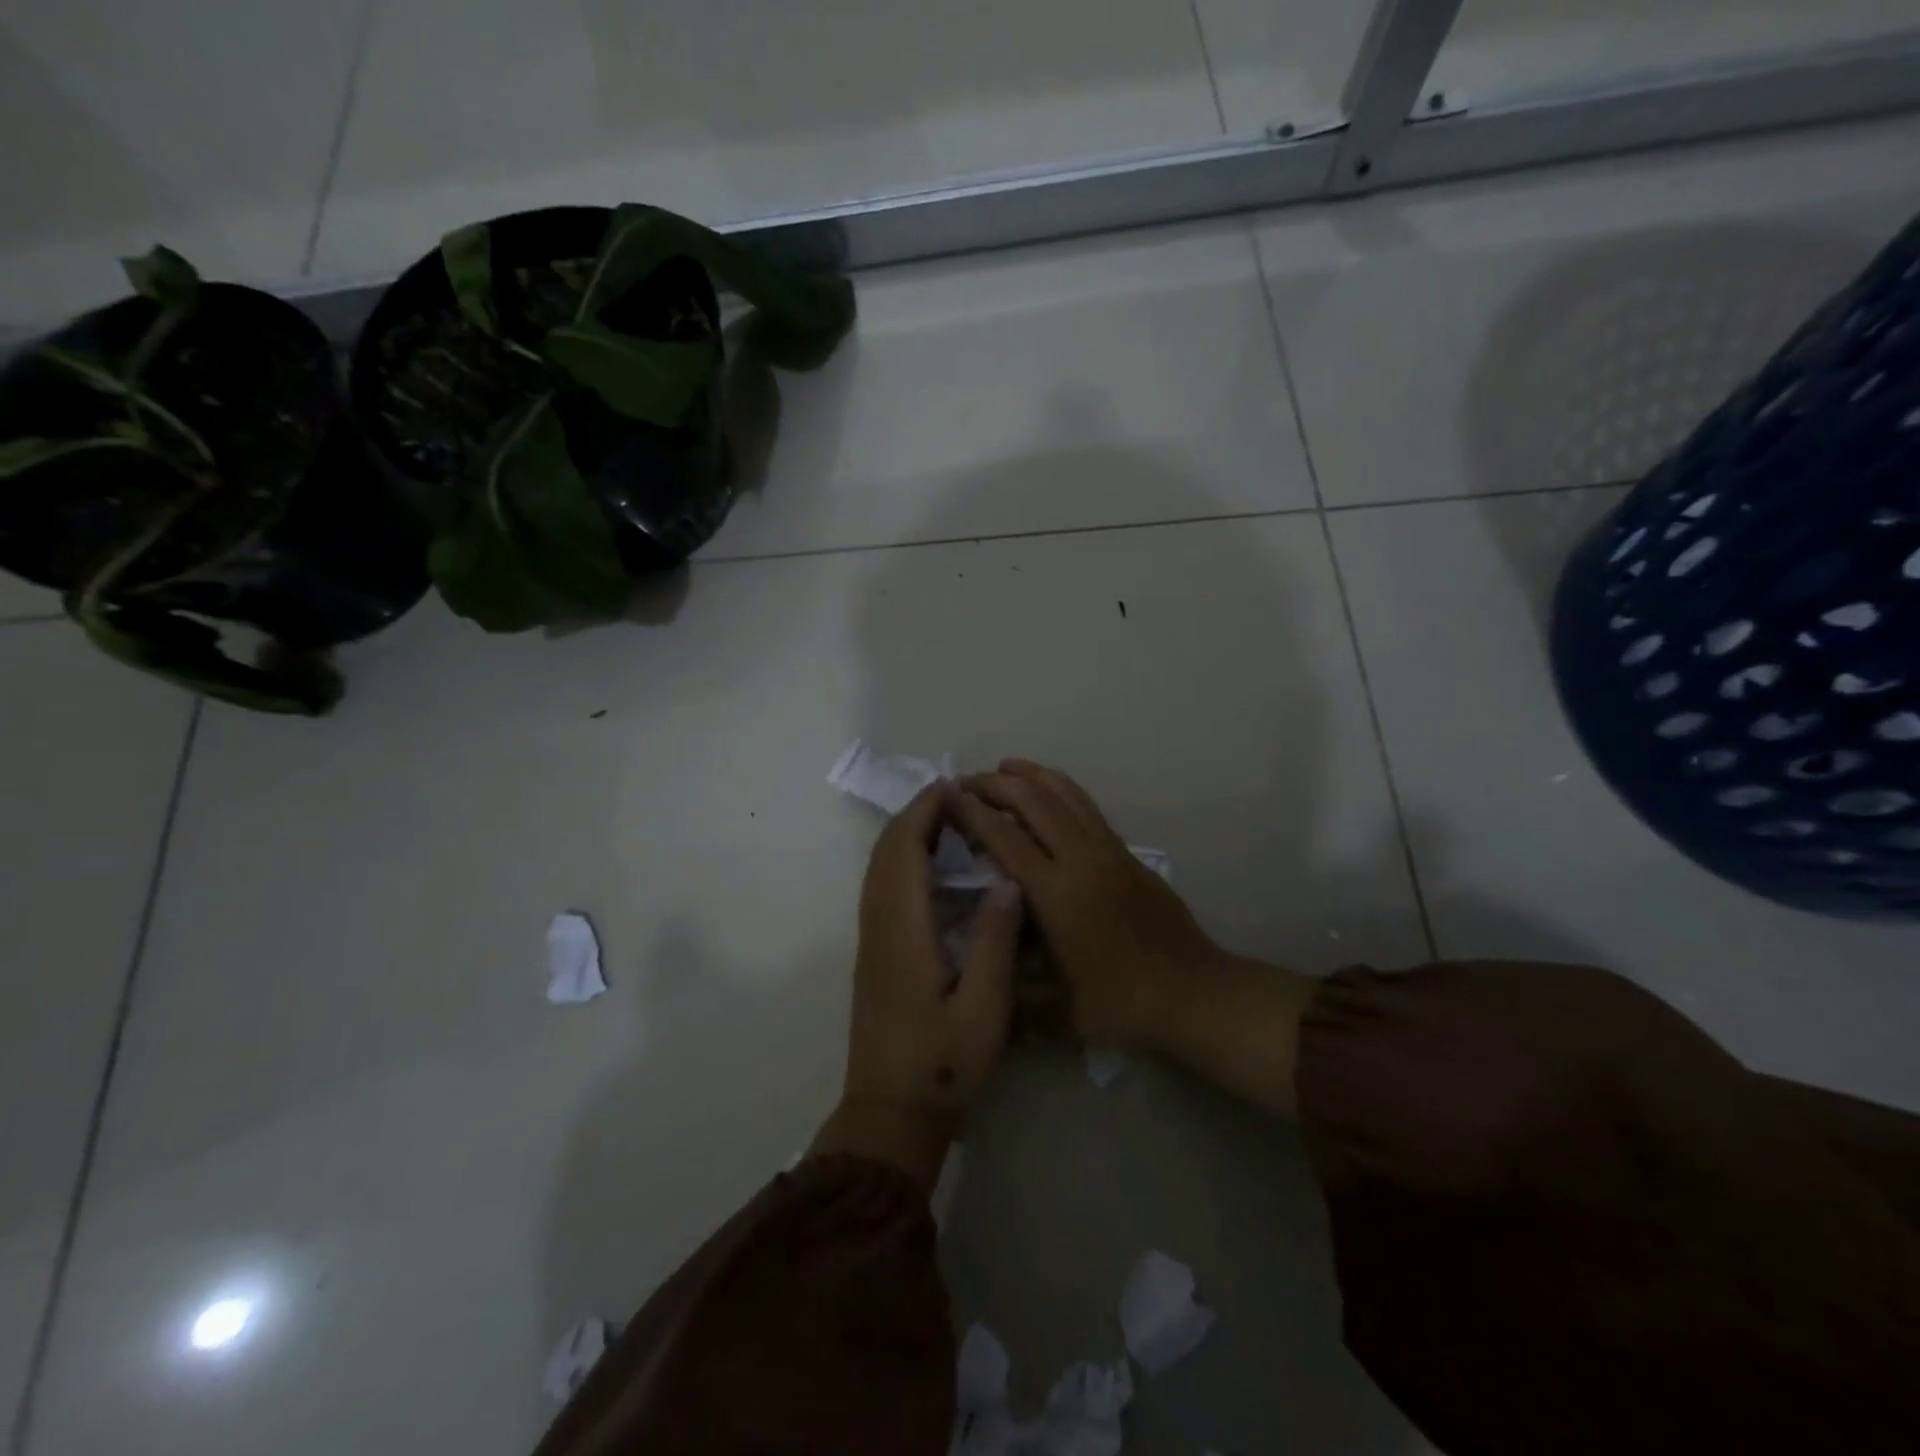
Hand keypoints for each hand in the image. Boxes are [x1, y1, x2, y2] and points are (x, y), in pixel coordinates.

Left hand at [811, 782, 1023, 1190]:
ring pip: (879, 868)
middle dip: (915, 815)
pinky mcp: (874, 953)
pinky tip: (932, 868)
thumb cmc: (942, 1064)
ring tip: (949, 822)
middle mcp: (879, 924)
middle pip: (886, 852)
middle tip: (957, 797)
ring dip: (907, 835)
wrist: (889, 1114)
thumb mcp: (984, 1008)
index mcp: (903, 929)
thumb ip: (994, 941)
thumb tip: (1006, 880)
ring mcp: (871, 939)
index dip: (924, 811)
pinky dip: (902, 860)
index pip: (904, 850)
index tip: (954, 787)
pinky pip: (881, 887)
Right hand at [951, 761, 1223, 1051]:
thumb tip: (971, 976)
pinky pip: (1086, 805)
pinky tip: (1047, 792)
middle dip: (995, 784)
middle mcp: (1082, 859)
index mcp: (1058, 893)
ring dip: (1031, 775)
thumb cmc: (1123, 1004)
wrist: (1194, 994)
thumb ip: (1009, 992)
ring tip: (1003, 768)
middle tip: (964, 782)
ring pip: (1065, 793)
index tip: (946, 798)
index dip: (972, 813)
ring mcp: (1109, 850)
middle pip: (1034, 801)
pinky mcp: (1126, 852)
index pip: (1005, 838)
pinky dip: (1059, 788)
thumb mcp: (1056, 1012)